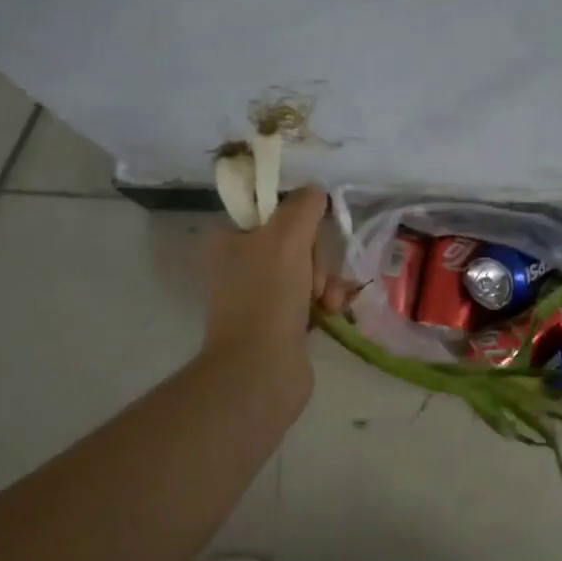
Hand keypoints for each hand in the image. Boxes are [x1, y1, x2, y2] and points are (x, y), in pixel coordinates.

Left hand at [200, 187, 336, 390]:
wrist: (260, 369)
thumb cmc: (267, 296)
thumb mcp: (286, 237)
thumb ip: (303, 206)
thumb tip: (315, 190)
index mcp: (228, 241)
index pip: (271, 213)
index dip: (298, 223)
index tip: (310, 237)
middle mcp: (239, 266)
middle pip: (295, 243)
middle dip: (318, 258)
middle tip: (317, 279)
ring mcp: (259, 297)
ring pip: (308, 271)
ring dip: (327, 281)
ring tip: (330, 301)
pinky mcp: (279, 324)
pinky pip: (312, 299)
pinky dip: (326, 303)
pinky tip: (333, 312)